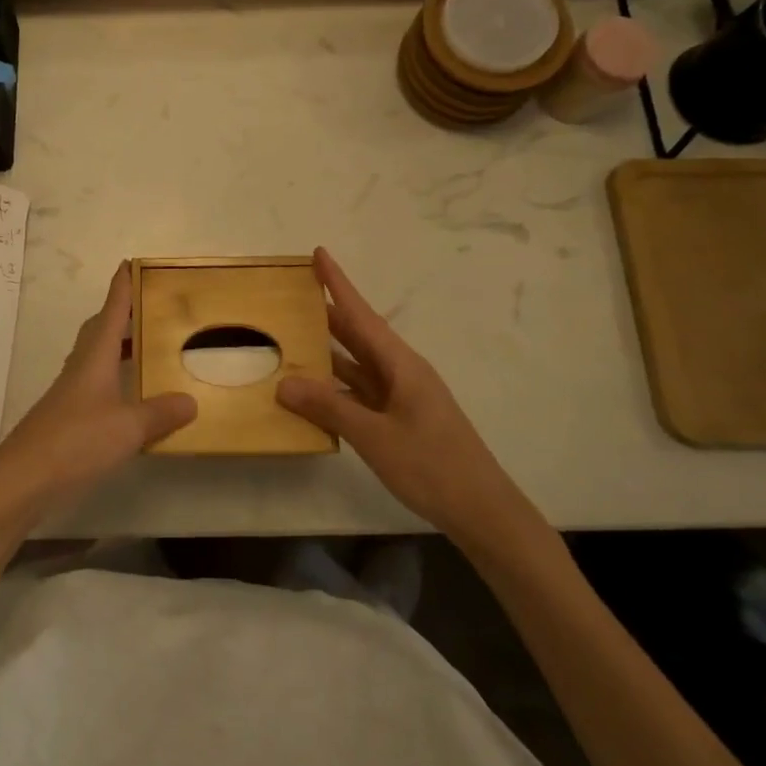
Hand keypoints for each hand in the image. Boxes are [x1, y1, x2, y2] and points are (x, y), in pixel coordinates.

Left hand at [0, 263, 195, 517]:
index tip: (130, 263)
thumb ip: (160, 413)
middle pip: (100, 330)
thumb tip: (191, 400)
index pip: (111, 312)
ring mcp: (70, 392)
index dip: (121, 287)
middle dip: (120, 314)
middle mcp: (80, 367)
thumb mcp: (128, 428)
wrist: (23, 478)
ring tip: (143, 346)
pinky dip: (113, 377)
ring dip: (116, 346)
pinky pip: (94, 382)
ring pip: (95, 356)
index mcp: (95, 358)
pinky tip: (126, 395)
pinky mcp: (66, 416)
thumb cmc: (76, 441)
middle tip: (146, 307)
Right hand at [276, 248, 544, 554]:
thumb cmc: (433, 466)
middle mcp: (400, 372)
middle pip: (357, 334)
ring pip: (357, 364)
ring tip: (291, 336)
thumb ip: (329, 408)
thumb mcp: (375, 436)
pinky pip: (359, 391)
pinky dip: (335, 386)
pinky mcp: (398, 419)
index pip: (361, 314)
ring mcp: (400, 397)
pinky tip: (312, 390)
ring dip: (327, 350)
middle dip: (327, 312)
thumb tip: (284, 384)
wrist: (482, 511)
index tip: (319, 253)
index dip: (339, 284)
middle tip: (291, 293)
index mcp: (401, 364)